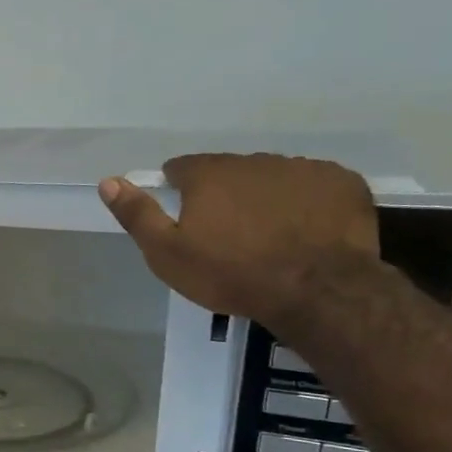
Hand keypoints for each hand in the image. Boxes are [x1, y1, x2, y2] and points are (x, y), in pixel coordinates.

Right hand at [98, 154, 380, 327]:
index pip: (182, 168)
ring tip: (268, 235)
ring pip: (272, 178)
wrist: (317, 290)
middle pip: (229, 172)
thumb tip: (109, 181)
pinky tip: (304, 231)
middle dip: (223, 194)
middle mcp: (254, 160)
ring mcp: (303, 168)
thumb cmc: (231, 273)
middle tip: (226, 234)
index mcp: (209, 174)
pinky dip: (305, 203)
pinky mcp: (342, 183)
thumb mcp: (167, 253)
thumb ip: (137, 214)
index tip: (184, 217)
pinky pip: (313, 186)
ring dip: (264, 197)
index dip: (179, 190)